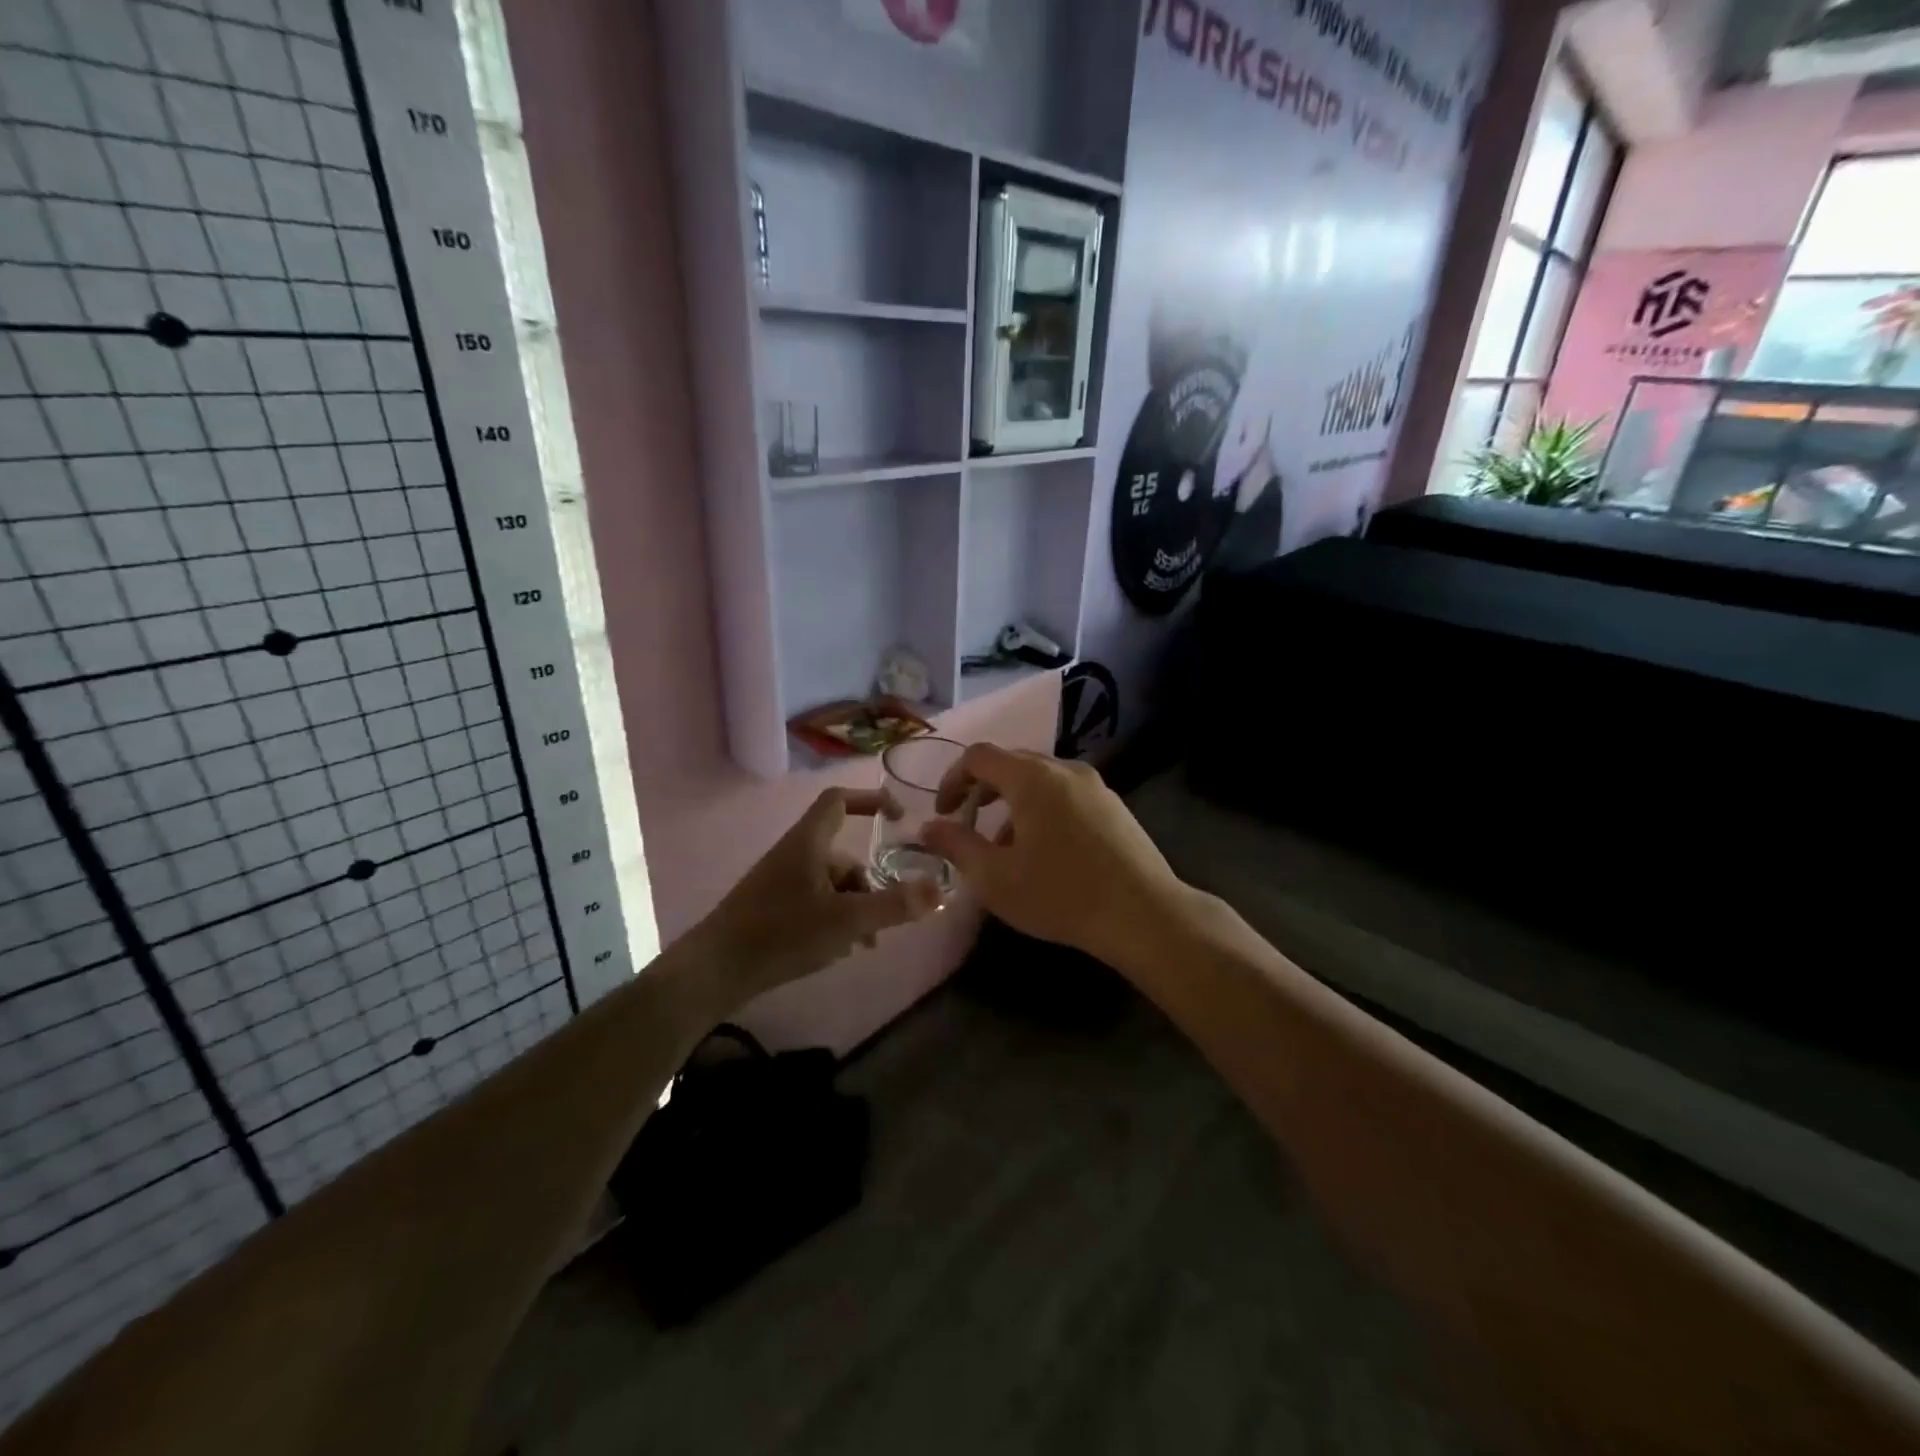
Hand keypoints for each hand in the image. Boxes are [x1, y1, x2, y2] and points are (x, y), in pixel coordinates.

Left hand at [693, 788, 942, 1005]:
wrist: (714, 971)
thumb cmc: (782, 933)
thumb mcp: (847, 920)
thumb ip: (894, 905)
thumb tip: (938, 891)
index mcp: (808, 842)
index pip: (839, 800)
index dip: (871, 799)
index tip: (899, 816)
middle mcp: (794, 855)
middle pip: (843, 855)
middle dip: (870, 883)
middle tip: (889, 916)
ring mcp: (781, 883)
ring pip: (831, 884)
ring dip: (856, 907)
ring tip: (867, 942)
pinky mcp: (772, 909)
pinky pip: (816, 903)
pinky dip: (835, 918)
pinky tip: (842, 950)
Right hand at [920, 744, 1187, 967]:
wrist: (1144, 914)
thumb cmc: (1060, 894)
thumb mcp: (995, 878)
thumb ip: (955, 846)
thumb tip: (928, 828)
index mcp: (1032, 778)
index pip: (979, 756)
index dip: (952, 779)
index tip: (944, 814)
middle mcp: (1064, 769)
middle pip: (1011, 763)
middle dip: (982, 791)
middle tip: (969, 827)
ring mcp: (1095, 785)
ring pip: (1040, 780)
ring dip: (1012, 804)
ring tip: (1006, 848)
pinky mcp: (1114, 806)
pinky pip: (1065, 794)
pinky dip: (1042, 810)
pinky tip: (1046, 853)